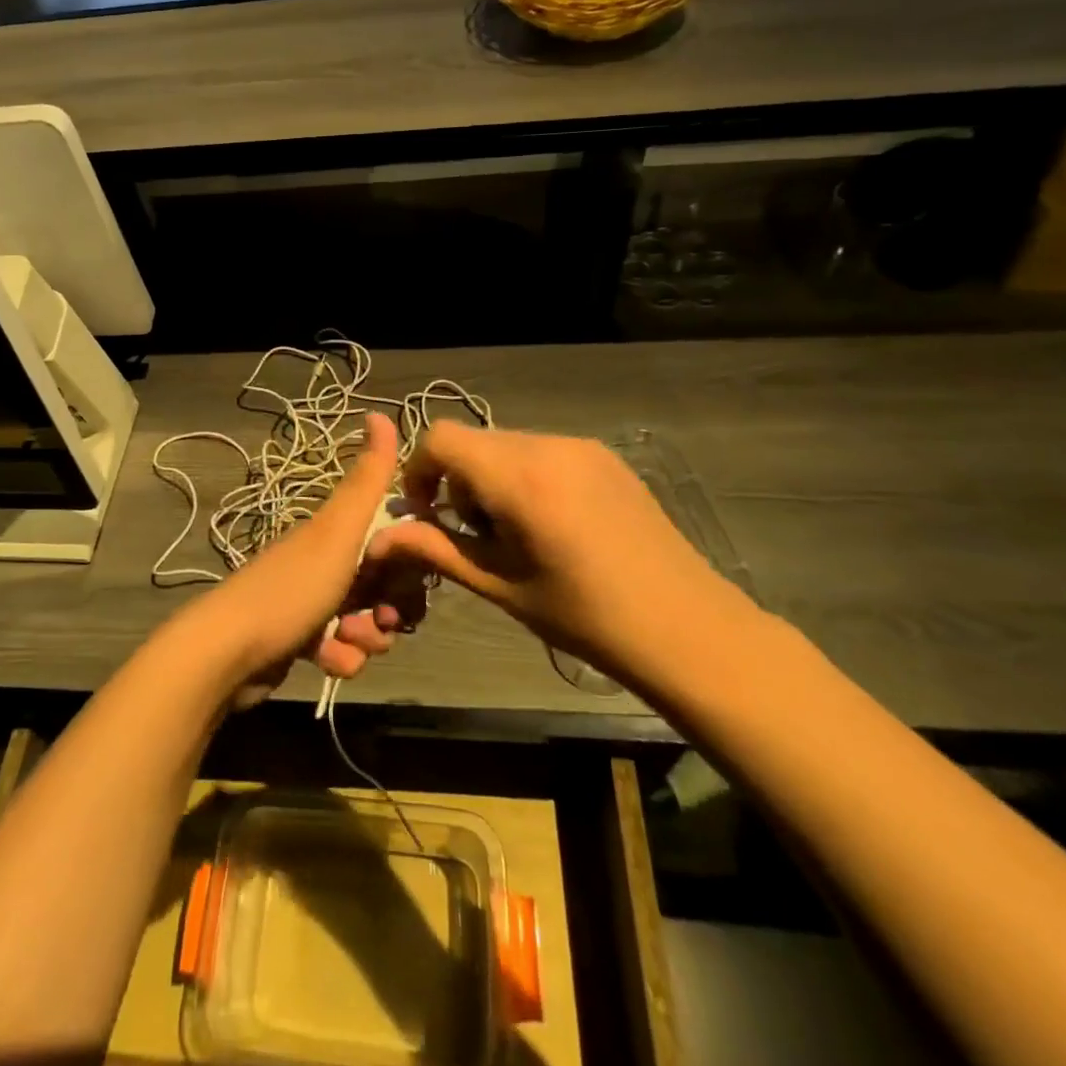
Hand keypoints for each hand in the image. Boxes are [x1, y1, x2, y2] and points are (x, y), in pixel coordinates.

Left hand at [189, 413, 419, 698]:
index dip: (409, 560)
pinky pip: (343, 650)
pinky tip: (325, 661)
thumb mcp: (337, 530)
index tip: (412, 576)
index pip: (393, 539)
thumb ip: (367, 479)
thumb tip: (380, 412)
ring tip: (344, 641)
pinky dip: (341, 658)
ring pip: (367, 621)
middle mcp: (325, 561)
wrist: (230, 652)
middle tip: (380, 619)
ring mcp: (312, 601)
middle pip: (385, 584)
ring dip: (367, 638)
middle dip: (390, 608)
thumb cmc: (292, 588)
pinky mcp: (302, 640)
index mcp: (335, 532)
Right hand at [364, 422, 761, 696]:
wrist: (686, 627)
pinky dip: (526, 477)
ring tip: (517, 534)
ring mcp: (582, 446)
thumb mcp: (500, 585)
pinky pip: (543, 451)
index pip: (441, 439)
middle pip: (474, 442)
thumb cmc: (585, 616)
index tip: (428, 515)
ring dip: (492, 479)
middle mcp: (548, 445)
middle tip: (477, 535)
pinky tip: (552, 525)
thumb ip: (437, 550)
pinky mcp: (605, 457)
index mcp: (519, 477)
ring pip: (508, 445)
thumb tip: (379, 540)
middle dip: (458, 481)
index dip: (420, 471)